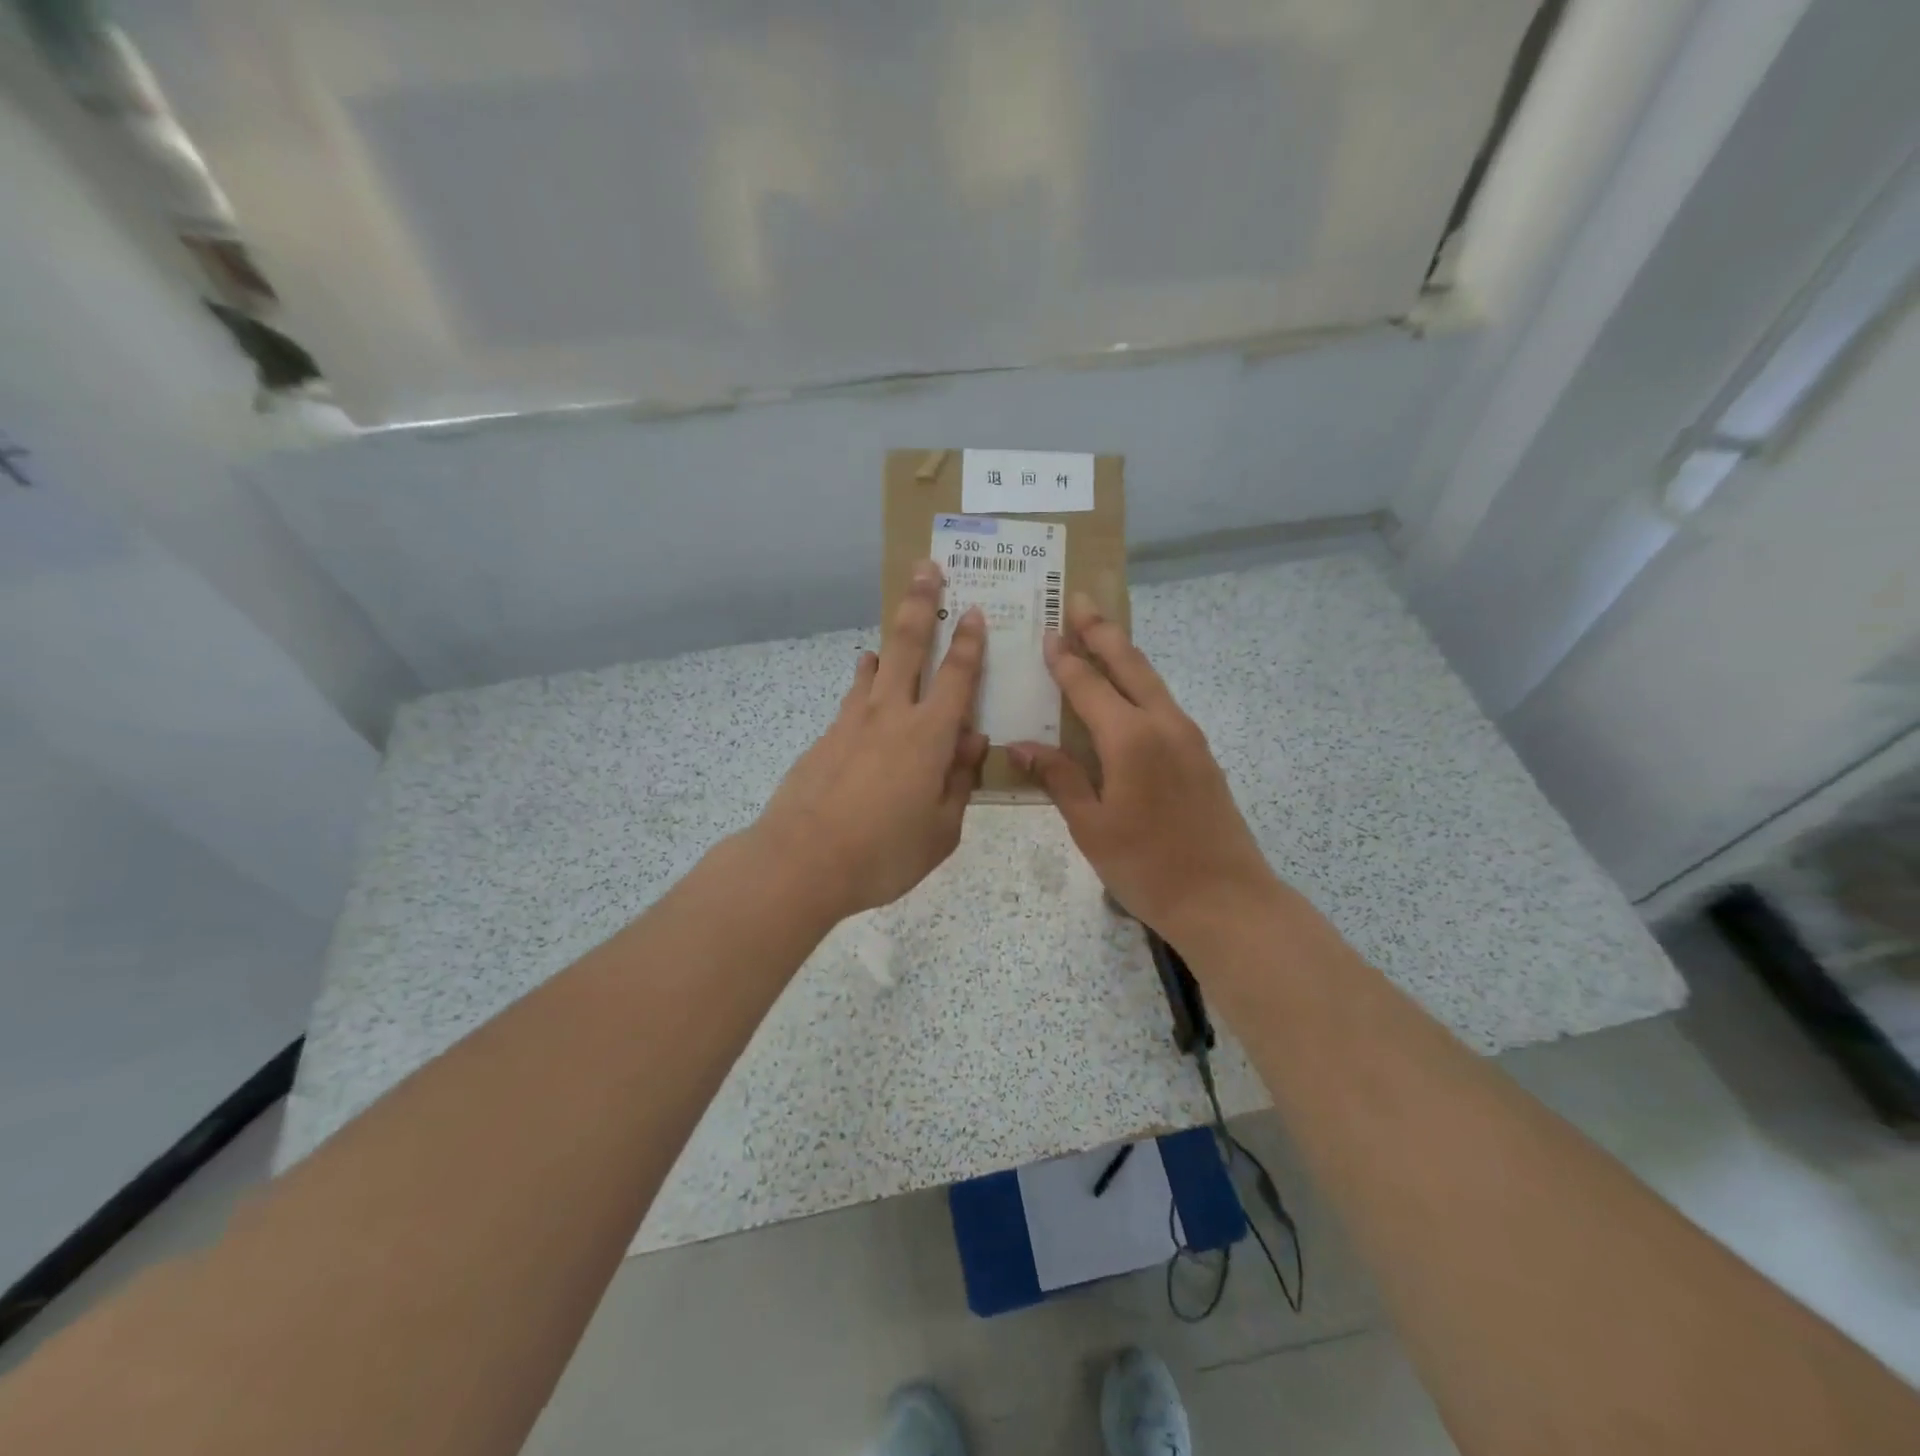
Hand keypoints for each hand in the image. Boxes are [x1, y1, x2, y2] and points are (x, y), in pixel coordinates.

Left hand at [754, 560, 988, 921]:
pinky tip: (865, 686)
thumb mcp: (941, 830)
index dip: (969, 642)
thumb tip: (973, 741)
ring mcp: (851, 723)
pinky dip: (864, 685)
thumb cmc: (883, 853)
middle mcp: (891, 716)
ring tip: (895, 626)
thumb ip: (960, 782)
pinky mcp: (825, 738)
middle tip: (926, 567)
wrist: (801, 862)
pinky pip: (853, 699)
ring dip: (889, 642)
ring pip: (875, 668)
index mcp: (929, 737)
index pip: (957, 677)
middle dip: (921, 603)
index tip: (974, 610)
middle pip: (908, 647)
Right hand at [1009, 594, 1277, 940]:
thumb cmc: (1147, 866)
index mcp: (1129, 738)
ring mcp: (1188, 737)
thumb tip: (1023, 746)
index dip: (1065, 659)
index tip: (1048, 631)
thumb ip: (1059, 778)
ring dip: (1124, 653)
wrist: (1225, 899)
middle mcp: (1162, 724)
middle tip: (1081, 599)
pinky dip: (1140, 684)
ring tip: (1102, 634)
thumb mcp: (1091, 826)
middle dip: (1102, 630)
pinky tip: (1128, 693)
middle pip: (1129, 664)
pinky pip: (1163, 704)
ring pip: (1151, 681)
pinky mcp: (1201, 755)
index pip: (1088, 685)